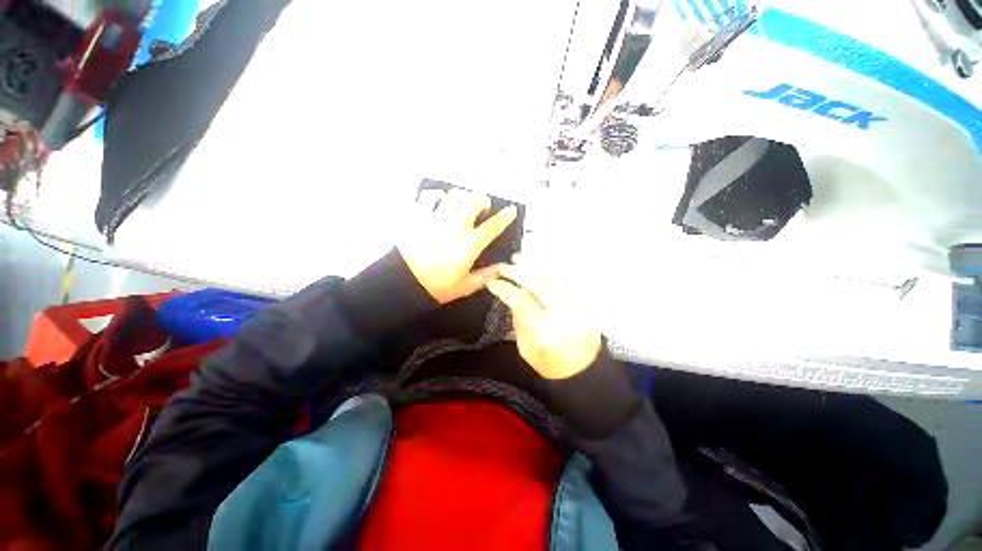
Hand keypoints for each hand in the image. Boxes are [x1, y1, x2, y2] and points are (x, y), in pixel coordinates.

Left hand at [398, 188, 517, 304]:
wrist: (402, 283)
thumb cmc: (436, 286)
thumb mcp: (465, 286)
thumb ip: (486, 276)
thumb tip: (503, 267)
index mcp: (470, 244)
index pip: (493, 226)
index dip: (505, 216)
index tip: (511, 210)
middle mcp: (456, 226)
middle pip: (475, 200)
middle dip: (483, 200)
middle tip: (481, 208)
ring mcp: (436, 218)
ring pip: (455, 194)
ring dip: (462, 197)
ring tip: (460, 205)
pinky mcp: (418, 214)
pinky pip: (429, 195)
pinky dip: (437, 195)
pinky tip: (439, 201)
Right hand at [487, 260, 601, 378]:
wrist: (584, 370)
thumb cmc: (550, 363)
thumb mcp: (526, 349)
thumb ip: (518, 321)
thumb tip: (513, 295)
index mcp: (545, 331)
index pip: (522, 301)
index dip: (505, 289)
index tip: (492, 282)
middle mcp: (562, 314)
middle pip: (539, 284)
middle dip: (518, 272)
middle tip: (503, 267)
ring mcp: (576, 305)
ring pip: (552, 277)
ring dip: (533, 265)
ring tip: (517, 259)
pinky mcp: (583, 302)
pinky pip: (564, 279)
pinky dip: (548, 269)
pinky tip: (536, 265)